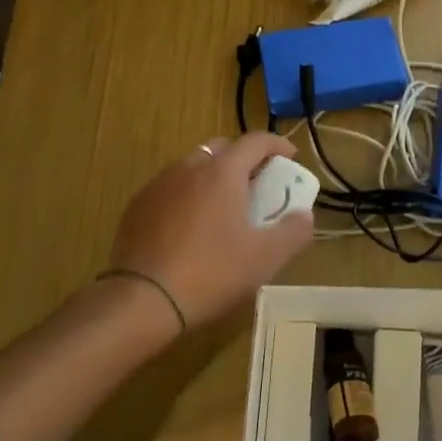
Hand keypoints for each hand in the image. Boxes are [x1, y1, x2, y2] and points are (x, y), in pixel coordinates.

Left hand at [108, 133, 314, 328]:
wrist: (143, 299)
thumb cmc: (212, 272)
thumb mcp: (265, 257)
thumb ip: (293, 231)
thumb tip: (304, 215)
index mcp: (222, 172)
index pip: (255, 141)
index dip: (277, 145)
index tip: (290, 157)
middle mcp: (188, 168)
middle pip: (222, 148)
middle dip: (244, 160)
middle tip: (257, 185)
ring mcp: (158, 185)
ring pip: (193, 167)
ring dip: (213, 177)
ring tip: (224, 207)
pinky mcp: (137, 207)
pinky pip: (170, 189)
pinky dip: (188, 195)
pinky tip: (191, 226)